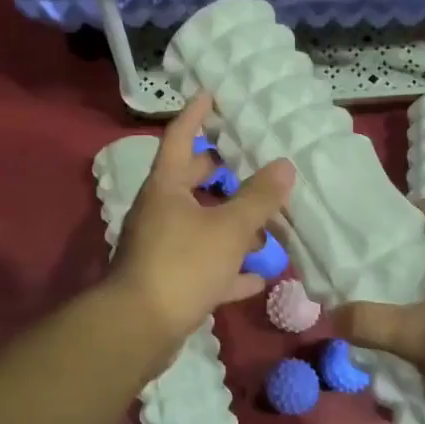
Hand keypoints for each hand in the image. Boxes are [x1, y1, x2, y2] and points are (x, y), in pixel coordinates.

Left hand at [110, 93, 295, 348]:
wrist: (139, 329)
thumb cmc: (182, 265)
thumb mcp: (228, 229)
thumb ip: (259, 198)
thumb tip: (286, 166)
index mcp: (166, 187)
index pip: (180, 137)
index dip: (196, 114)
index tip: (212, 94)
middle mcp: (159, 212)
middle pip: (191, 182)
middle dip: (221, 173)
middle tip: (253, 163)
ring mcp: (161, 248)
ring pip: (201, 226)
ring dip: (232, 225)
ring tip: (268, 226)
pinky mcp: (168, 282)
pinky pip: (204, 266)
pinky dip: (229, 268)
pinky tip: (258, 278)